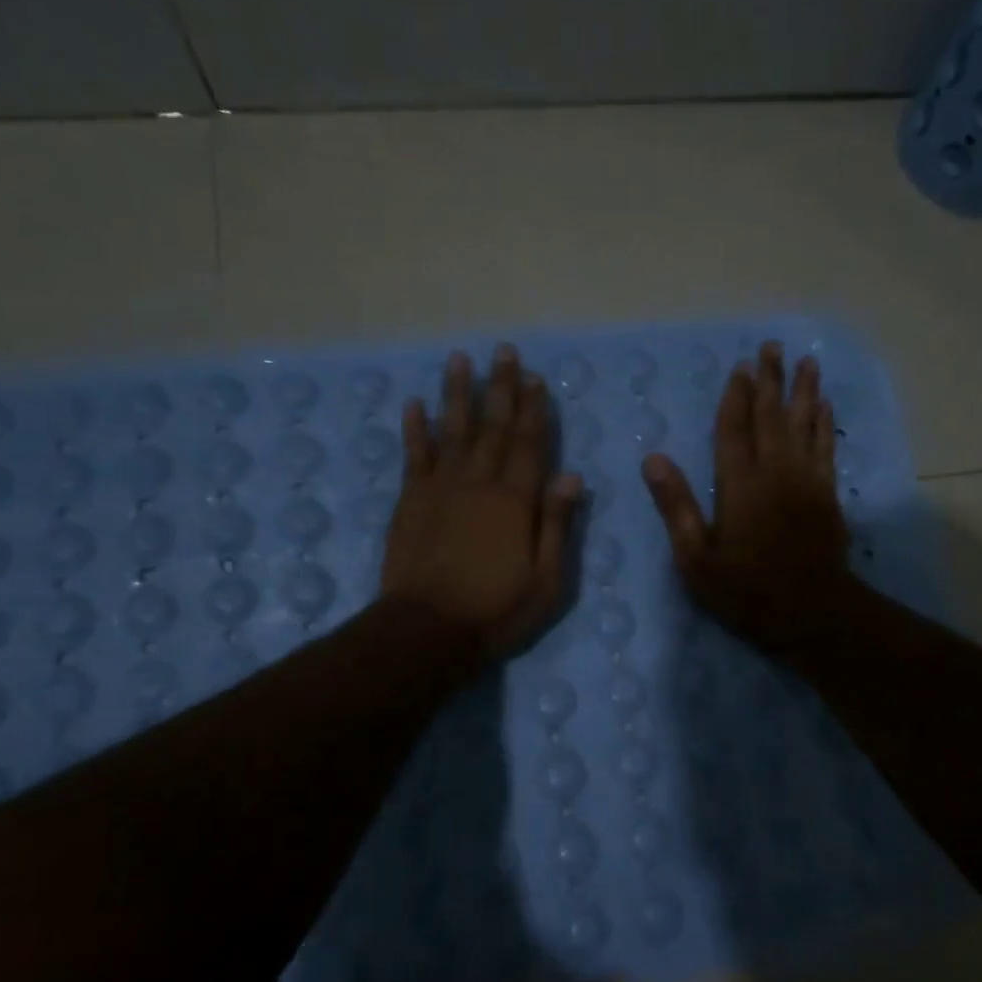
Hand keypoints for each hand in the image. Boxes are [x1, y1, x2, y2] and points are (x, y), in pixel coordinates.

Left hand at [382, 344, 582, 661]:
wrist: (428, 630)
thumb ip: (557, 525)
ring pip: (452, 430)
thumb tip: (572, 476)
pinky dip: (414, 429)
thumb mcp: (546, 579)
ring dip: (457, 393)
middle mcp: (478, 483)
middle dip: (500, 387)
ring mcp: (440, 489)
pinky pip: (413, 456)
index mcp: (516, 501)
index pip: (530, 445)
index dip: (534, 410)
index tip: (535, 378)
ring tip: (459, 359)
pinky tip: (413, 404)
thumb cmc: (496, 610)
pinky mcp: (410, 501)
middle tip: (503, 351)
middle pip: (493, 427)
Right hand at [641, 340, 853, 654]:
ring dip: (803, 391)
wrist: (812, 613)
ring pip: (804, 424)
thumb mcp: (696, 559)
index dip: (735, 397)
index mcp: (739, 485)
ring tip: (805, 361)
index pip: (733, 429)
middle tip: (772, 346)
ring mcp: (806, 481)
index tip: (740, 367)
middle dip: (770, 380)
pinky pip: (826, 447)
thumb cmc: (746, 591)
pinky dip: (825, 423)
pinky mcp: (827, 494)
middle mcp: (774, 472)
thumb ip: (676, 507)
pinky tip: (824, 406)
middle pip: (771, 416)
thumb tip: (653, 459)